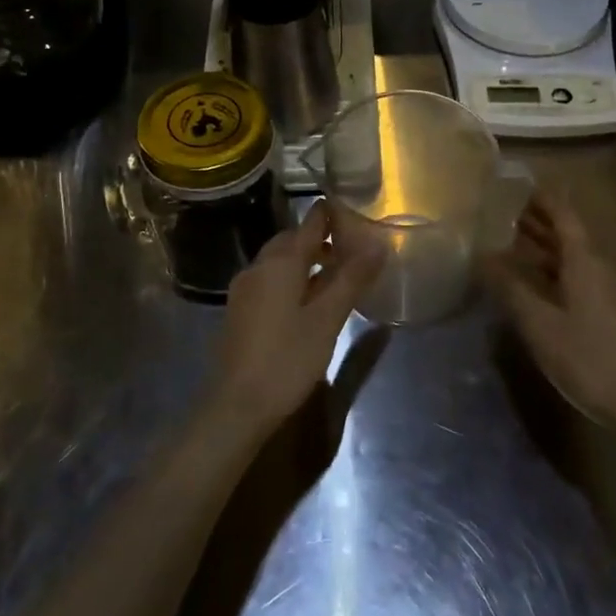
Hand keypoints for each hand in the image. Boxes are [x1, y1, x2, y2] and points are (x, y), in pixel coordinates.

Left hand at [214, 201, 381, 436]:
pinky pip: (270, 281)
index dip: (332, 214)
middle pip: (291, 241)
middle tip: (351, 247)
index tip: (356, 209)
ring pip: (279, 262)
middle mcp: (258, 267)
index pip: (309, 223)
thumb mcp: (328, 319)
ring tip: (336, 274)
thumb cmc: (287, 358)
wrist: (237, 405)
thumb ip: (352, 278)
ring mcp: (245, 290)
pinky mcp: (241, 311)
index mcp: (279, 262)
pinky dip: (292, 279)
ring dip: (306, 260)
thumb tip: (378, 243)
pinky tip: (310, 301)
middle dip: (319, 238)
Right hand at [483, 189, 615, 430]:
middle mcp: (598, 266)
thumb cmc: (585, 356)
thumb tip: (481, 255)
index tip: (517, 185)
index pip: (563, 215)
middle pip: (567, 232)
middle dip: (537, 219)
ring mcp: (605, 288)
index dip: (541, 198)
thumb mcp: (538, 323)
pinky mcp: (606, 309)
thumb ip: (509, 287)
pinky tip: (530, 279)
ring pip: (570, 255)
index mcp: (584, 261)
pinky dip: (551, 268)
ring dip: (542, 245)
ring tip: (509, 239)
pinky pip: (574, 275)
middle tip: (503, 210)